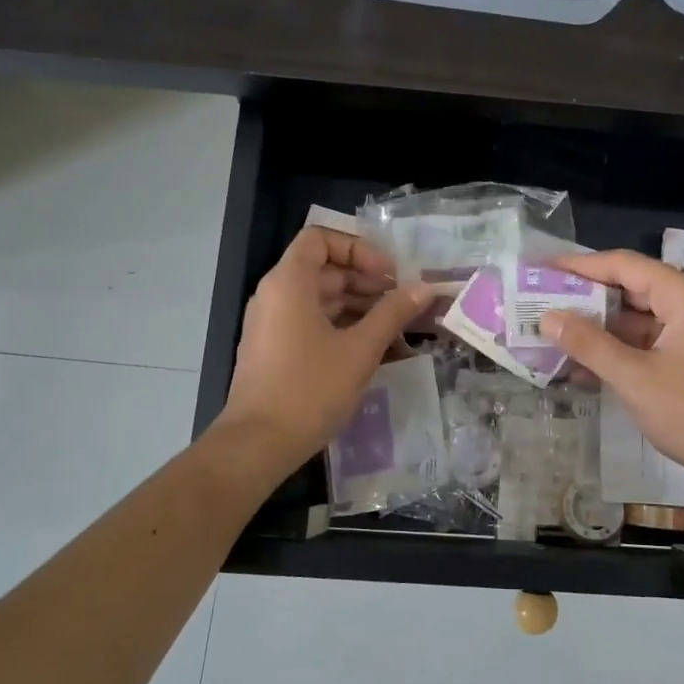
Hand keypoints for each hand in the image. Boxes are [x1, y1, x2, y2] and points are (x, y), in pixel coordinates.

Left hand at [213, 226, 434, 474]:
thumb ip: (393, 313)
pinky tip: (371, 349)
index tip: (388, 275)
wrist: (258, 444)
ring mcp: (271, 324)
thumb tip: (425, 288)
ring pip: (320, 299)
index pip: (321, 239)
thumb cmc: (309, 389)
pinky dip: (341, 326)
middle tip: (401, 303)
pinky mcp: (274, 349)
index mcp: (289, 283)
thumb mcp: (360, 349)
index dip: (358, 250)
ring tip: (395, 328)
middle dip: (366, 281)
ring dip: (358, 306)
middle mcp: (275, 295)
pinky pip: (310, 322)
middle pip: (324, 269)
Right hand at [541, 250, 683, 500]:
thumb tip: (547, 317)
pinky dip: (618, 355)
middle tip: (541, 305)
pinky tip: (582, 369)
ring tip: (552, 338)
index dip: (580, 266)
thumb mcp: (635, 378)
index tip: (542, 270)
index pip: (624, 265)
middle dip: (585, 301)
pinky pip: (648, 347)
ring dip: (598, 332)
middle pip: (631, 291)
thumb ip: (589, 344)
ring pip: (637, 323)